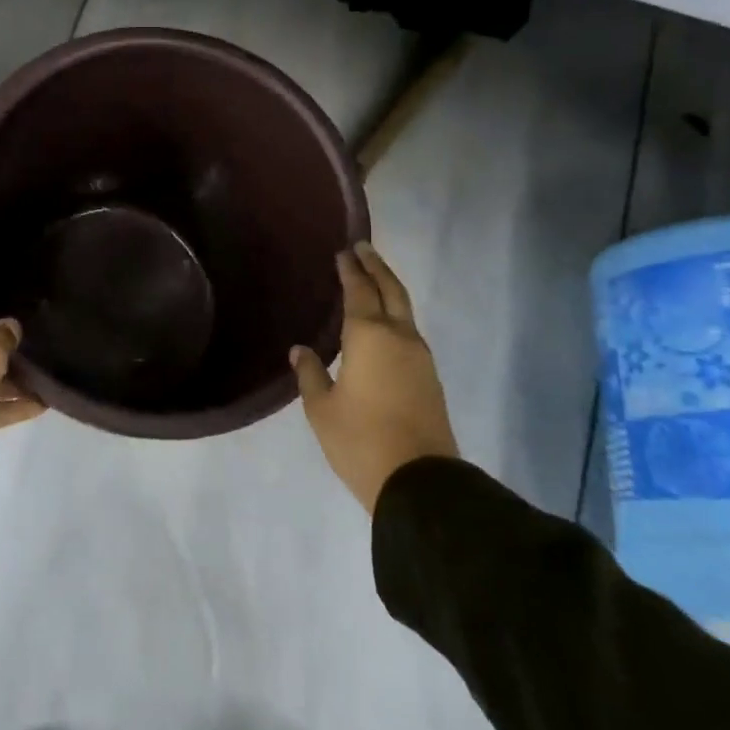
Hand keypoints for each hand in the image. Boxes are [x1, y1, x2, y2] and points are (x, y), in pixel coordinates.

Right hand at [291, 242, 458, 512]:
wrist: (419, 481)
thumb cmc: (360, 440)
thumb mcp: (321, 408)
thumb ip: (310, 373)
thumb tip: (301, 350)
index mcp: (369, 336)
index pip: (359, 291)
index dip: (350, 270)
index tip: (343, 251)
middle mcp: (399, 337)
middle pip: (391, 290)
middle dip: (376, 266)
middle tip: (363, 248)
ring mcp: (420, 357)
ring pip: (404, 310)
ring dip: (388, 289)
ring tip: (371, 280)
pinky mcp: (429, 377)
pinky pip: (409, 332)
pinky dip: (395, 315)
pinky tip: (382, 323)